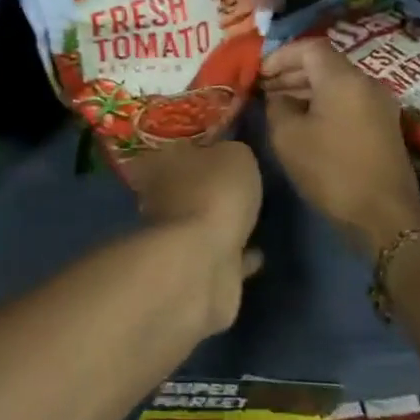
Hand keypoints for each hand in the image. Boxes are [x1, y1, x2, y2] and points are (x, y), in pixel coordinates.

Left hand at [120, 140, 263, 332]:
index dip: (197, 148)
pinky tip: (258, 252)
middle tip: (238, 182)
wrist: (202, 264)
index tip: (219, 147)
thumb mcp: (235, 155)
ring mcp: (176, 239)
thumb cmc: (212, 195)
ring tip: (252, 216)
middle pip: (187, 188)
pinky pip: (222, 257)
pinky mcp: (196, 272)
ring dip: (222, 223)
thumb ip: (233, 151)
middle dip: (207, 186)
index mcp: (162, 164)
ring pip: (202, 224)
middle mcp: (160, 201)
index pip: (175, 150)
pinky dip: (238, 256)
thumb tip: (229, 153)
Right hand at [261, 39, 419, 258]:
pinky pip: (348, 100)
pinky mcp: (384, 125)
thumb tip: (277, 96)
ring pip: (337, 83)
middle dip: (291, 72)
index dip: (281, 55)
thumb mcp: (289, 138)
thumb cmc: (332, 171)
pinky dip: (324, 103)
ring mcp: (379, 104)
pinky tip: (304, 123)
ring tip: (278, 107)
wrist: (386, 216)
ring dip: (307, 89)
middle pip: (325, 64)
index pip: (310, 47)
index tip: (259, 73)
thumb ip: (277, 107)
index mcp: (343, 78)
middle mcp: (366, 82)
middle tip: (264, 90)